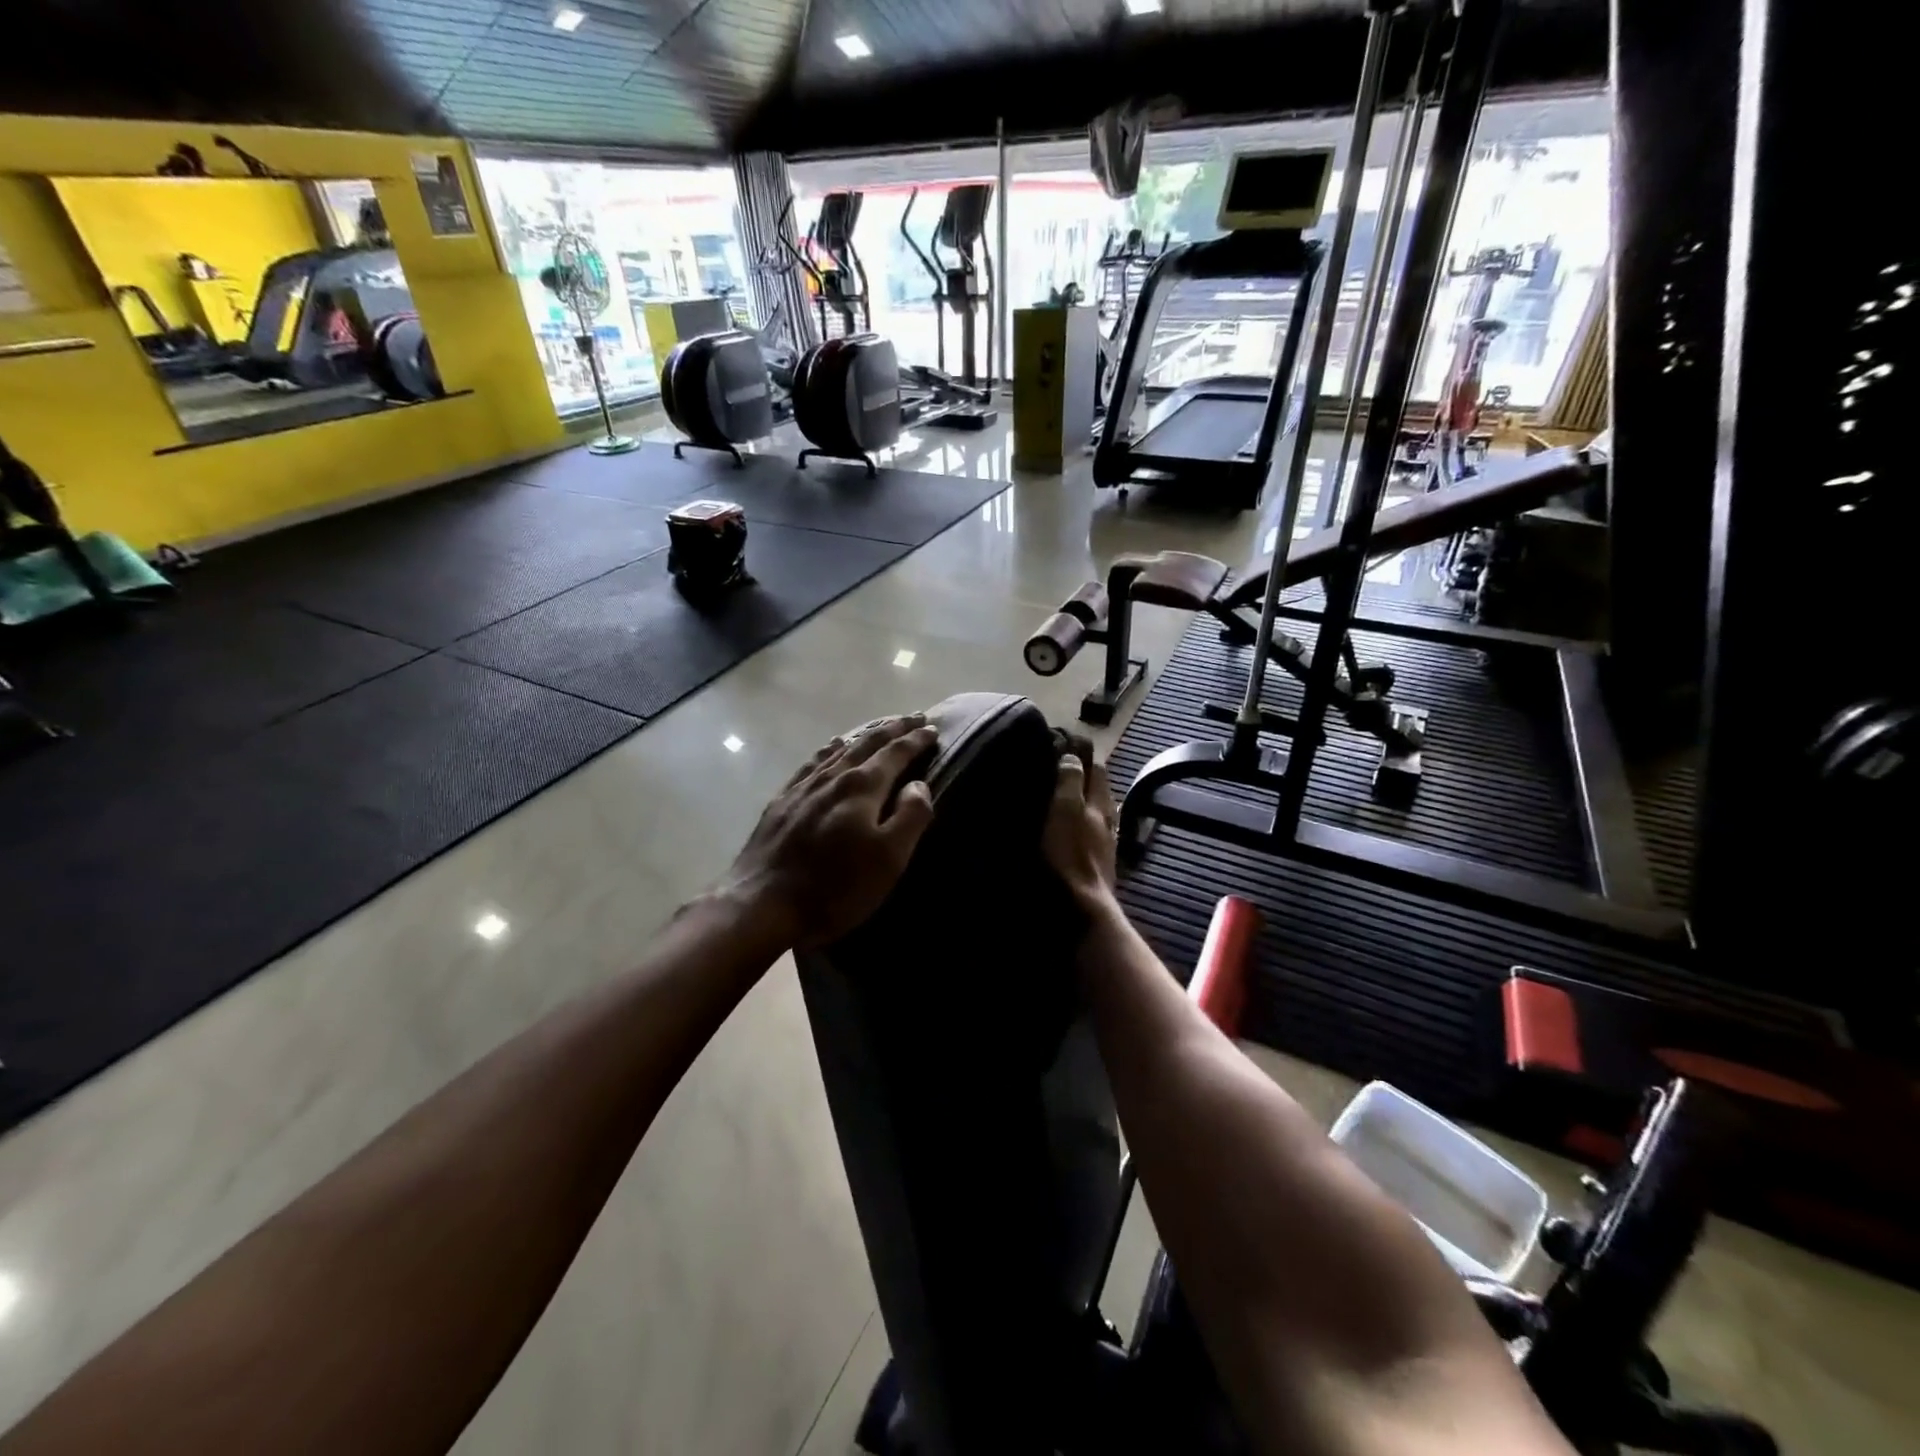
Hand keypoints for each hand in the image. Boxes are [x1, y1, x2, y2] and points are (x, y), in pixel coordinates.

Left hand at [724, 716, 938, 950]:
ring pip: (839, 748)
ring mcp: (803, 786)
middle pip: (868, 743)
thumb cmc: (836, 887)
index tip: (933, 728)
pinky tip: (831, 748)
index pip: (896, 753)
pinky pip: (812, 762)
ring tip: (879, 728)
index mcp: (862, 787)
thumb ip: (910, 817)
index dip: (916, 739)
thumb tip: (919, 784)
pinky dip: (829, 750)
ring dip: (864, 735)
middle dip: (894, 728)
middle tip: (913, 717)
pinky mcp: (782, 801)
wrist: (763, 903)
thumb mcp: (888, 859)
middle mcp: (833, 776)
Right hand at [1043, 752, 1118, 913]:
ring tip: (1058, 795)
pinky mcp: (1098, 861)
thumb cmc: (1070, 854)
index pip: (1095, 766)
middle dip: (1082, 775)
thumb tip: (1072, 755)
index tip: (1060, 745)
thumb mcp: (1065, 810)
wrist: (1082, 906)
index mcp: (1100, 801)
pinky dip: (1079, 822)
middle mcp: (1108, 817)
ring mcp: (1105, 841)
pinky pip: (1090, 832)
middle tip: (1056, 766)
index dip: (1080, 754)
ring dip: (1081, 799)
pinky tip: (1068, 828)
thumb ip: (1070, 781)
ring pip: (1095, 810)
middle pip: (1098, 788)